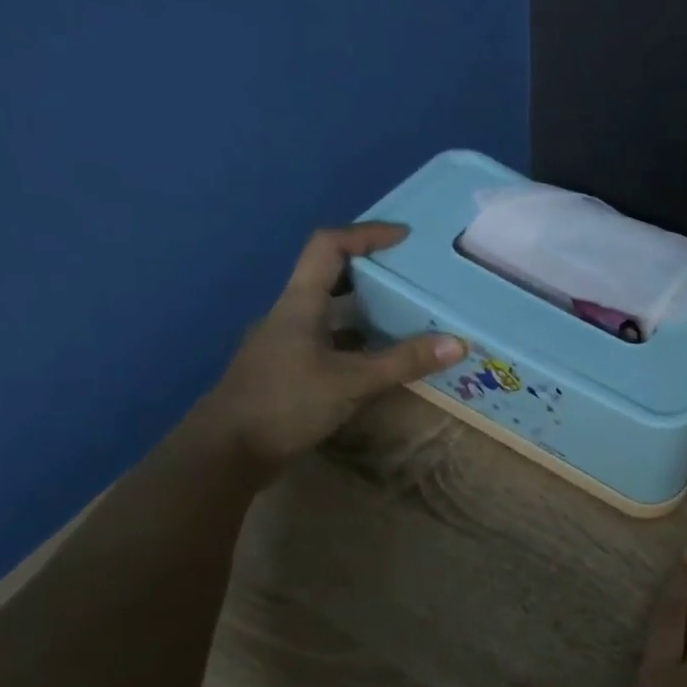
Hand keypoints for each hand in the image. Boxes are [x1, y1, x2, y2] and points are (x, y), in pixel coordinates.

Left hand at [199, 224, 463, 469]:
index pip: (328, 247)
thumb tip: (459, 343)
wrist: (227, 452)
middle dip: (372, 270)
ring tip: (407, 314)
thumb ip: (404, 362)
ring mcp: (287, 343)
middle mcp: (290, 315)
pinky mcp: (289, 370)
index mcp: (299, 304)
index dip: (366, 235)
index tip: (404, 237)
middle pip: (330, 275)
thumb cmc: (285, 404)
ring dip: (366, 308)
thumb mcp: (352, 381)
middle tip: (412, 276)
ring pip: (331, 311)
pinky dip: (358, 341)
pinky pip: (330, 341)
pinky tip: (381, 358)